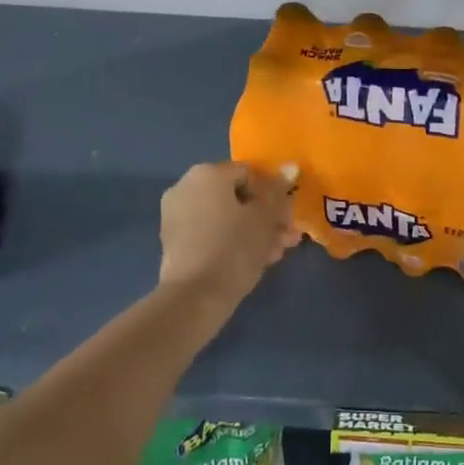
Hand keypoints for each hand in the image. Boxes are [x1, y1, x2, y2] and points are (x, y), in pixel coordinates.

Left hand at [158, 161, 300, 305]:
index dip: (274, 196)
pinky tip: (254, 260)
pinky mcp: (174, 241)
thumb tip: (290, 166)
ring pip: (225, 217)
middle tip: (286, 238)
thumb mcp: (264, 217)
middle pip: (237, 197)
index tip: (288, 219)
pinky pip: (210, 232)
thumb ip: (278, 190)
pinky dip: (230, 241)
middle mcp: (187, 186)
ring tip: (274, 254)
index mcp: (207, 173)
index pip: (251, 174)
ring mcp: (176, 215)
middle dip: (265, 217)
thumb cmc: (234, 247)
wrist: (194, 298)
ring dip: (253, 231)